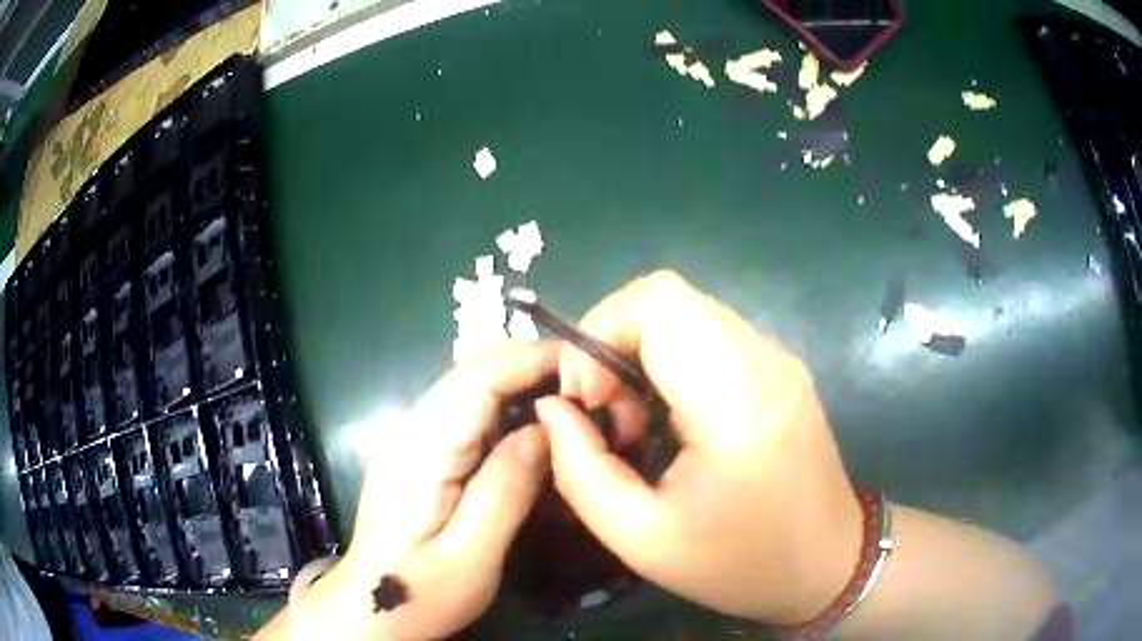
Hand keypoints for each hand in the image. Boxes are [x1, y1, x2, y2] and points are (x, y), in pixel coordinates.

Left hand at [331, 342, 557, 639]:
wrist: (369, 611)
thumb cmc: (419, 593)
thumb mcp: (471, 555)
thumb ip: (505, 490)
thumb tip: (545, 429)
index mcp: (420, 453)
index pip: (475, 380)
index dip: (528, 360)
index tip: (583, 362)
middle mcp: (410, 434)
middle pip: (469, 376)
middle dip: (527, 366)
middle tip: (585, 381)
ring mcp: (409, 443)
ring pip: (466, 392)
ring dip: (516, 384)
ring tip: (567, 398)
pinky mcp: (416, 458)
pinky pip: (462, 416)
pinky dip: (501, 408)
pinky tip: (528, 428)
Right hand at [536, 271, 863, 624]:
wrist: (829, 564)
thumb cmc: (740, 564)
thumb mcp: (640, 539)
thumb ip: (579, 469)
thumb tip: (553, 408)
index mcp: (735, 400)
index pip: (656, 301)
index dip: (599, 333)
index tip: (586, 400)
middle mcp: (763, 359)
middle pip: (666, 297)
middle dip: (612, 343)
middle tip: (604, 411)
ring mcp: (778, 358)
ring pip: (685, 313)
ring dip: (639, 353)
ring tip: (634, 421)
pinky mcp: (780, 368)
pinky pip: (708, 335)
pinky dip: (669, 361)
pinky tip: (668, 417)